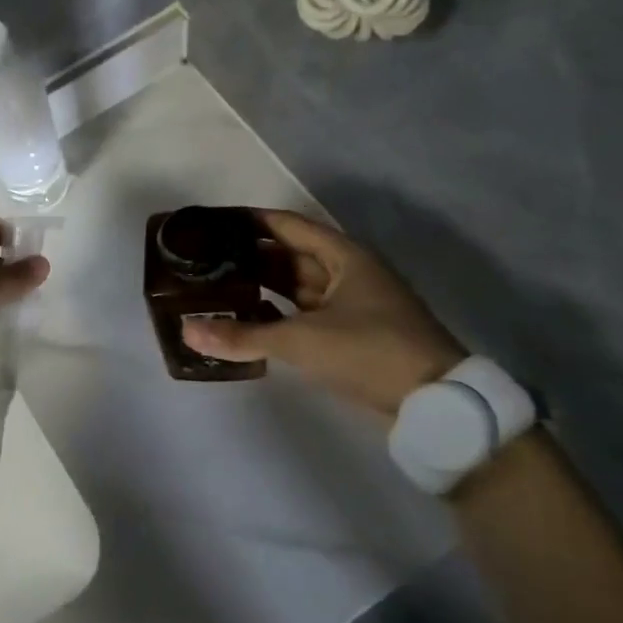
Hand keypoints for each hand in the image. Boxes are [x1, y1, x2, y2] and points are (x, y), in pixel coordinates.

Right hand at [181, 208, 463, 420]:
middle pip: (290, 254)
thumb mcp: (302, 341)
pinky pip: (305, 312)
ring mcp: (352, 304)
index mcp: (343, 256)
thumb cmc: (370, 351)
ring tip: (219, 285)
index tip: (213, 222)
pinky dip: (278, 313)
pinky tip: (249, 319)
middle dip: (250, 255)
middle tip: (206, 258)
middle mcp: (347, 272)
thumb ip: (243, 336)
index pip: (287, 225)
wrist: (434, 401)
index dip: (250, 221)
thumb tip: (188, 331)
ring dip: (263, 284)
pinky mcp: (351, 333)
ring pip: (298, 284)